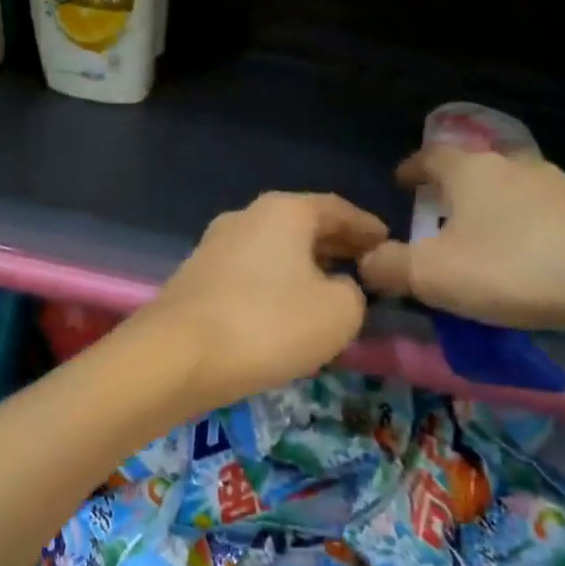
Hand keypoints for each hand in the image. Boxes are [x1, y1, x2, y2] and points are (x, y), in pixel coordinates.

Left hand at [140, 192, 387, 411]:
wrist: (176, 356)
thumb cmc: (268, 324)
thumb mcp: (339, 313)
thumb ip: (354, 293)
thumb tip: (339, 288)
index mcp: (284, 211)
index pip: (338, 209)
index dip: (367, 227)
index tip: (388, 243)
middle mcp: (246, 217)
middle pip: (302, 227)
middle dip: (335, 247)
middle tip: (364, 268)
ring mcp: (214, 245)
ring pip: (274, 251)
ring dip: (303, 267)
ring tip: (328, 291)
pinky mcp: (195, 277)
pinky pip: (250, 274)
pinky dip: (275, 285)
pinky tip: (284, 311)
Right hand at [358, 147, 564, 336]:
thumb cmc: (512, 269)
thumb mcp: (431, 275)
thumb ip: (388, 267)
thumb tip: (366, 261)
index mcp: (469, 170)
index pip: (428, 156)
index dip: (410, 169)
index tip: (400, 183)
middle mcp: (511, 165)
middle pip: (470, 171)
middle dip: (449, 193)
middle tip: (434, 222)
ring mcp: (556, 185)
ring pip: (506, 193)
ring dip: (487, 213)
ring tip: (478, 246)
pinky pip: (538, 217)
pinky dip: (521, 232)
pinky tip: (522, 262)